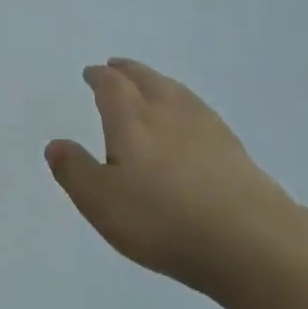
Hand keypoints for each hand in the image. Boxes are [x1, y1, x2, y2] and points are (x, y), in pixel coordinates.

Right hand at [46, 58, 298, 289]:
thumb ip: (75, 170)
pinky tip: (189, 119)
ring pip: (177, 92)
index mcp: (131, 120)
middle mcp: (168, 113)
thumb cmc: (162, 220)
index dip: (99, 77)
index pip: (112, 87)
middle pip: (147, 80)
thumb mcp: (100, 201)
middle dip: (128, 72)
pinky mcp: (234, 149)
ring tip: (150, 85)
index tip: (91, 73)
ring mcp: (207, 128)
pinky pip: (200, 111)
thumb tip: (56, 144)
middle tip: (116, 67)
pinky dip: (185, 104)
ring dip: (158, 82)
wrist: (250, 241)